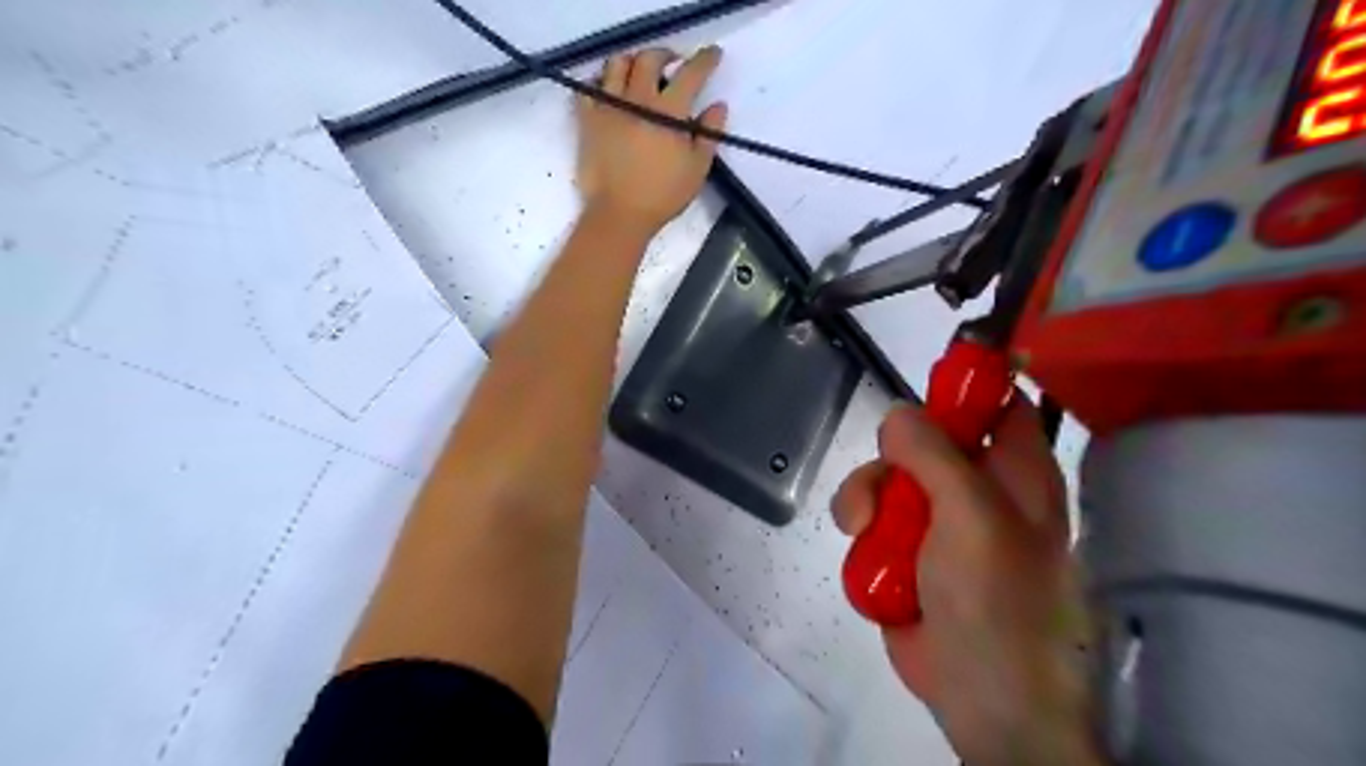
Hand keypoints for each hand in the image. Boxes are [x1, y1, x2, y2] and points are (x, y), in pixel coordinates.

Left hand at [573, 46, 724, 236]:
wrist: (619, 214)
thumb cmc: (662, 196)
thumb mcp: (696, 169)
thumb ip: (708, 134)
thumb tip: (717, 107)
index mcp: (668, 112)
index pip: (690, 73)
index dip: (705, 60)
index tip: (713, 55)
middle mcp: (637, 100)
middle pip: (649, 59)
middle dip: (665, 55)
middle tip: (673, 64)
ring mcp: (608, 107)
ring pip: (617, 65)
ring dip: (633, 62)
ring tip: (640, 73)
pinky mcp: (588, 120)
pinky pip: (589, 87)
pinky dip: (601, 81)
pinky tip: (610, 90)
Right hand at [834, 400, 1097, 764]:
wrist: (981, 699)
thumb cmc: (997, 603)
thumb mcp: (972, 519)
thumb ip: (936, 456)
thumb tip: (899, 411)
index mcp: (1014, 472)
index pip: (995, 401)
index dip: (963, 383)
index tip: (920, 387)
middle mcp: (976, 488)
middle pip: (920, 438)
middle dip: (890, 458)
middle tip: (886, 490)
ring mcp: (936, 521)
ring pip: (885, 479)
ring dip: (865, 500)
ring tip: (864, 533)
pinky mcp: (904, 550)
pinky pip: (870, 519)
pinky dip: (861, 535)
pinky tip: (867, 560)